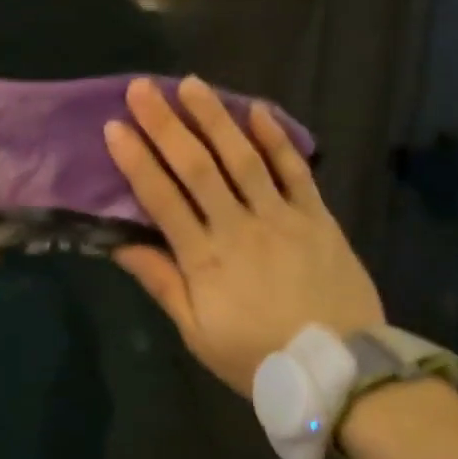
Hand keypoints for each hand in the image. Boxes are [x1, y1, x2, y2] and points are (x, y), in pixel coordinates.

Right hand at [104, 77, 382, 397]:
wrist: (343, 374)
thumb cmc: (258, 356)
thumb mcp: (197, 332)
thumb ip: (161, 282)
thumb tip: (120, 244)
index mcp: (205, 258)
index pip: (162, 198)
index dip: (136, 161)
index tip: (114, 127)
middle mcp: (239, 227)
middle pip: (197, 168)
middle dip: (166, 125)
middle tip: (142, 89)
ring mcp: (282, 218)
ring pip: (243, 159)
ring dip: (214, 119)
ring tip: (190, 84)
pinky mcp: (318, 218)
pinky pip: (296, 171)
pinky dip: (276, 139)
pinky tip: (255, 110)